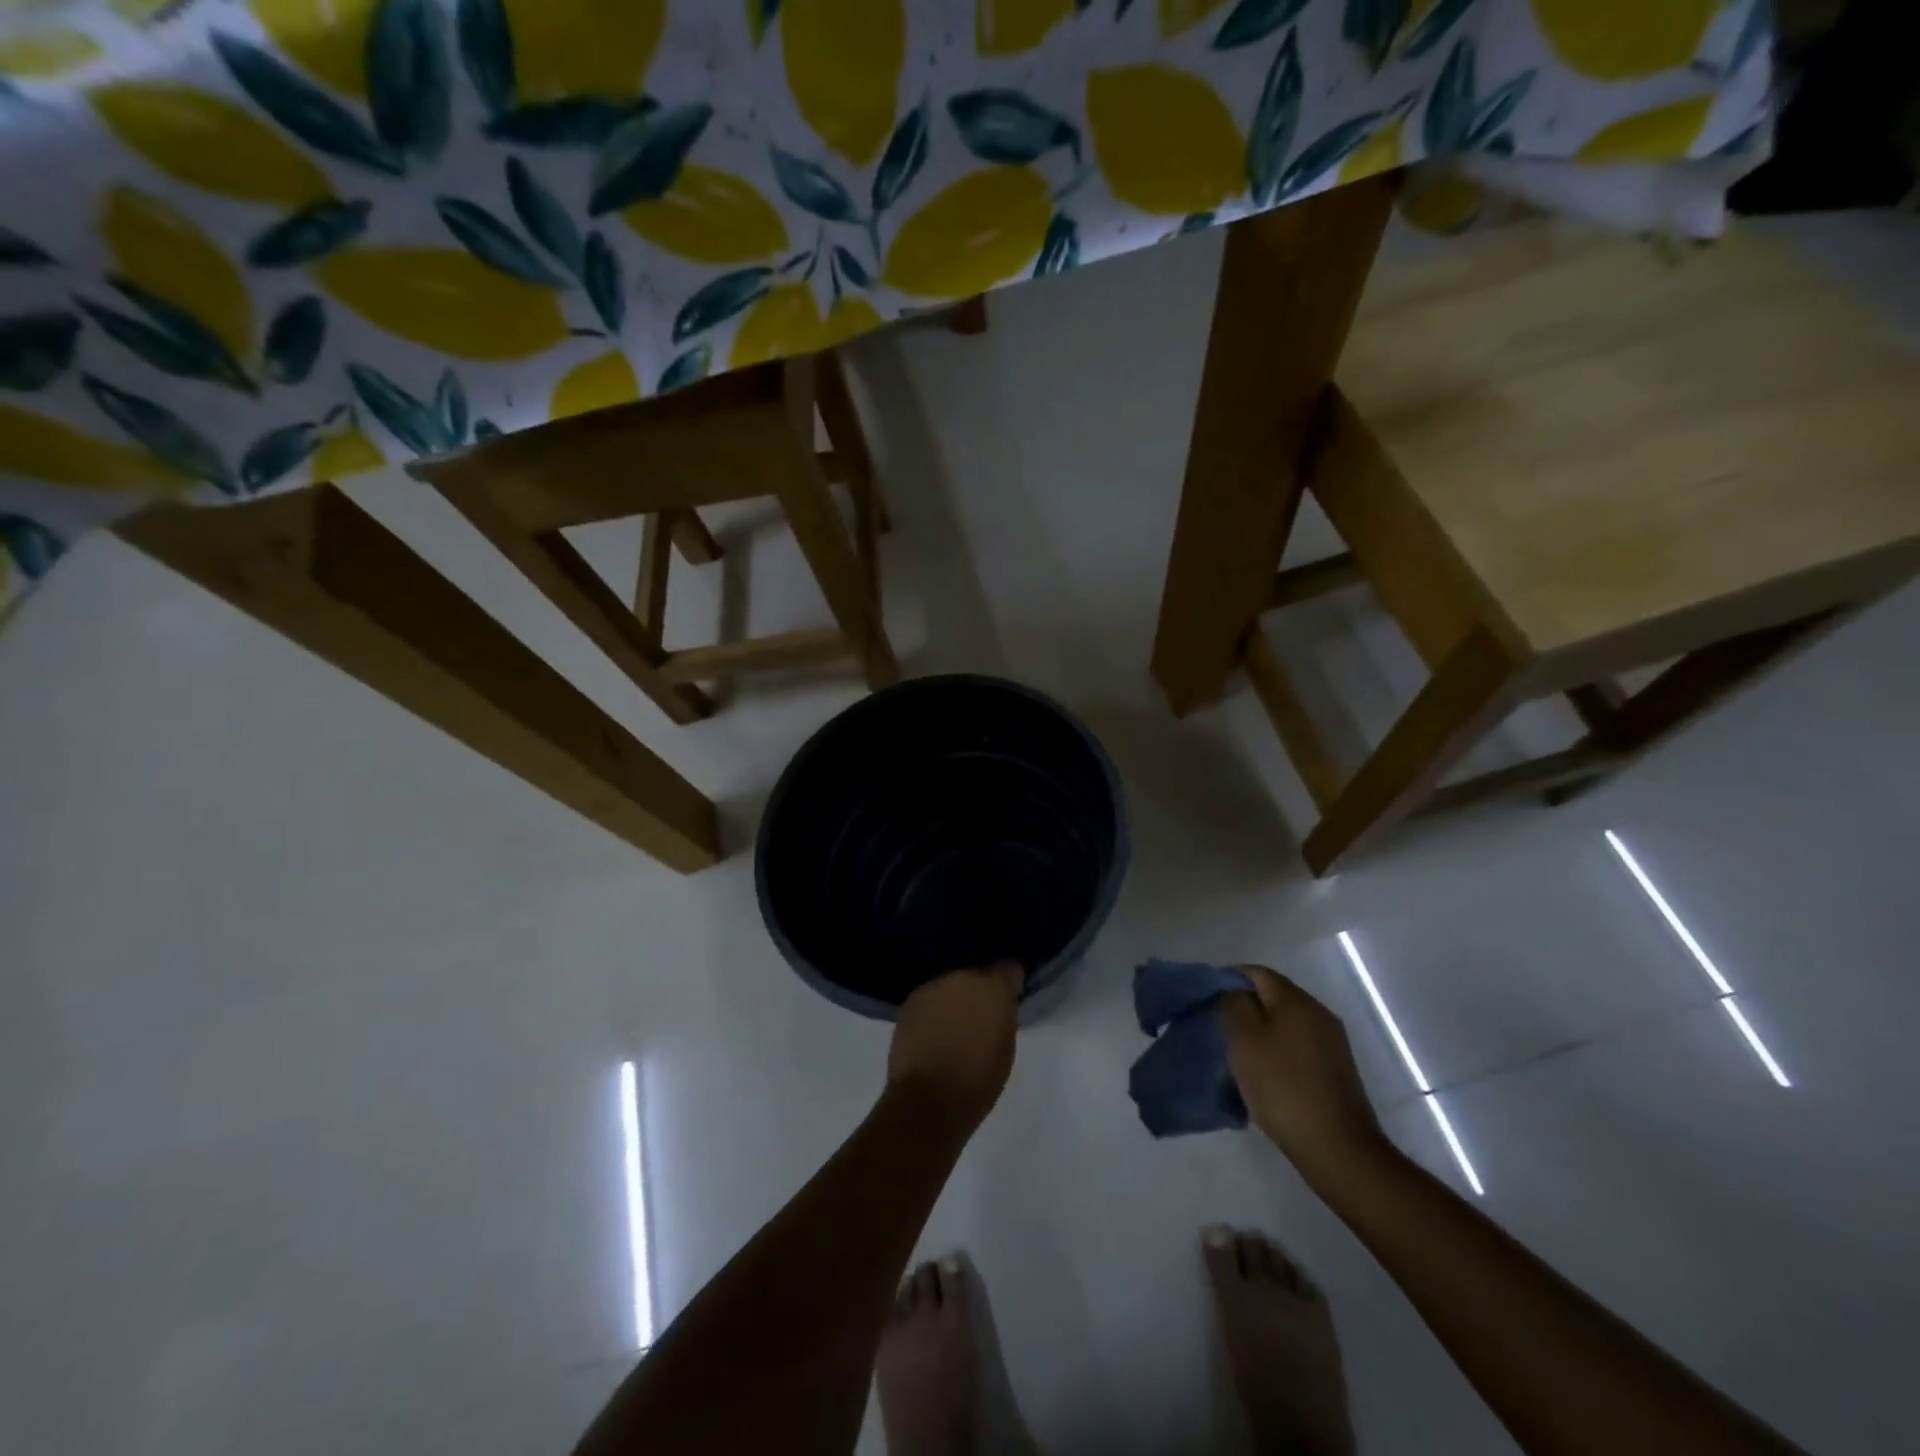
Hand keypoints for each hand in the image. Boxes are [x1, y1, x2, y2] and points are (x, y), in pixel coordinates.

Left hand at [887, 962, 1022, 1129]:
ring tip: (953, 1025)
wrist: (927, 1101)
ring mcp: (932, 987)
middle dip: (979, 990)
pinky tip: (932, 1031)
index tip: (1009, 999)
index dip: (1009, 983)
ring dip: (954, 998)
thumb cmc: (978, 1081)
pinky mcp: (909, 1002)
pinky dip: (934, 1010)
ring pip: (950, 985)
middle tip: (979, 1016)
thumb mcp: (1005, 1047)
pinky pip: (929, 999)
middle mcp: (962, 977)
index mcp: (993, 988)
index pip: (1008, 968)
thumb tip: (997, 1007)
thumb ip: (1003, 1016)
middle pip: (975, 974)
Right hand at [1221, 966, 1388, 1182]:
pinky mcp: (1335, 1070)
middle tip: (1217, 1029)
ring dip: (1259, 1033)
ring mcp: (1331, 1042)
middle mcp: (1318, 1013)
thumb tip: (1235, 991)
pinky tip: (1263, 1075)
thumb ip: (1234, 1005)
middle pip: (1272, 996)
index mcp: (1296, 1000)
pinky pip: (1297, 1047)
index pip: (1256, 972)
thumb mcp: (1244, 1040)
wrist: (1338, 1149)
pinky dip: (1276, 1052)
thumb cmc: (1283, 1087)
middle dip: (1243, 1007)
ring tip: (1236, 1055)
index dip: (1227, 979)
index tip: (1205, 1000)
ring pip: (1284, 1023)